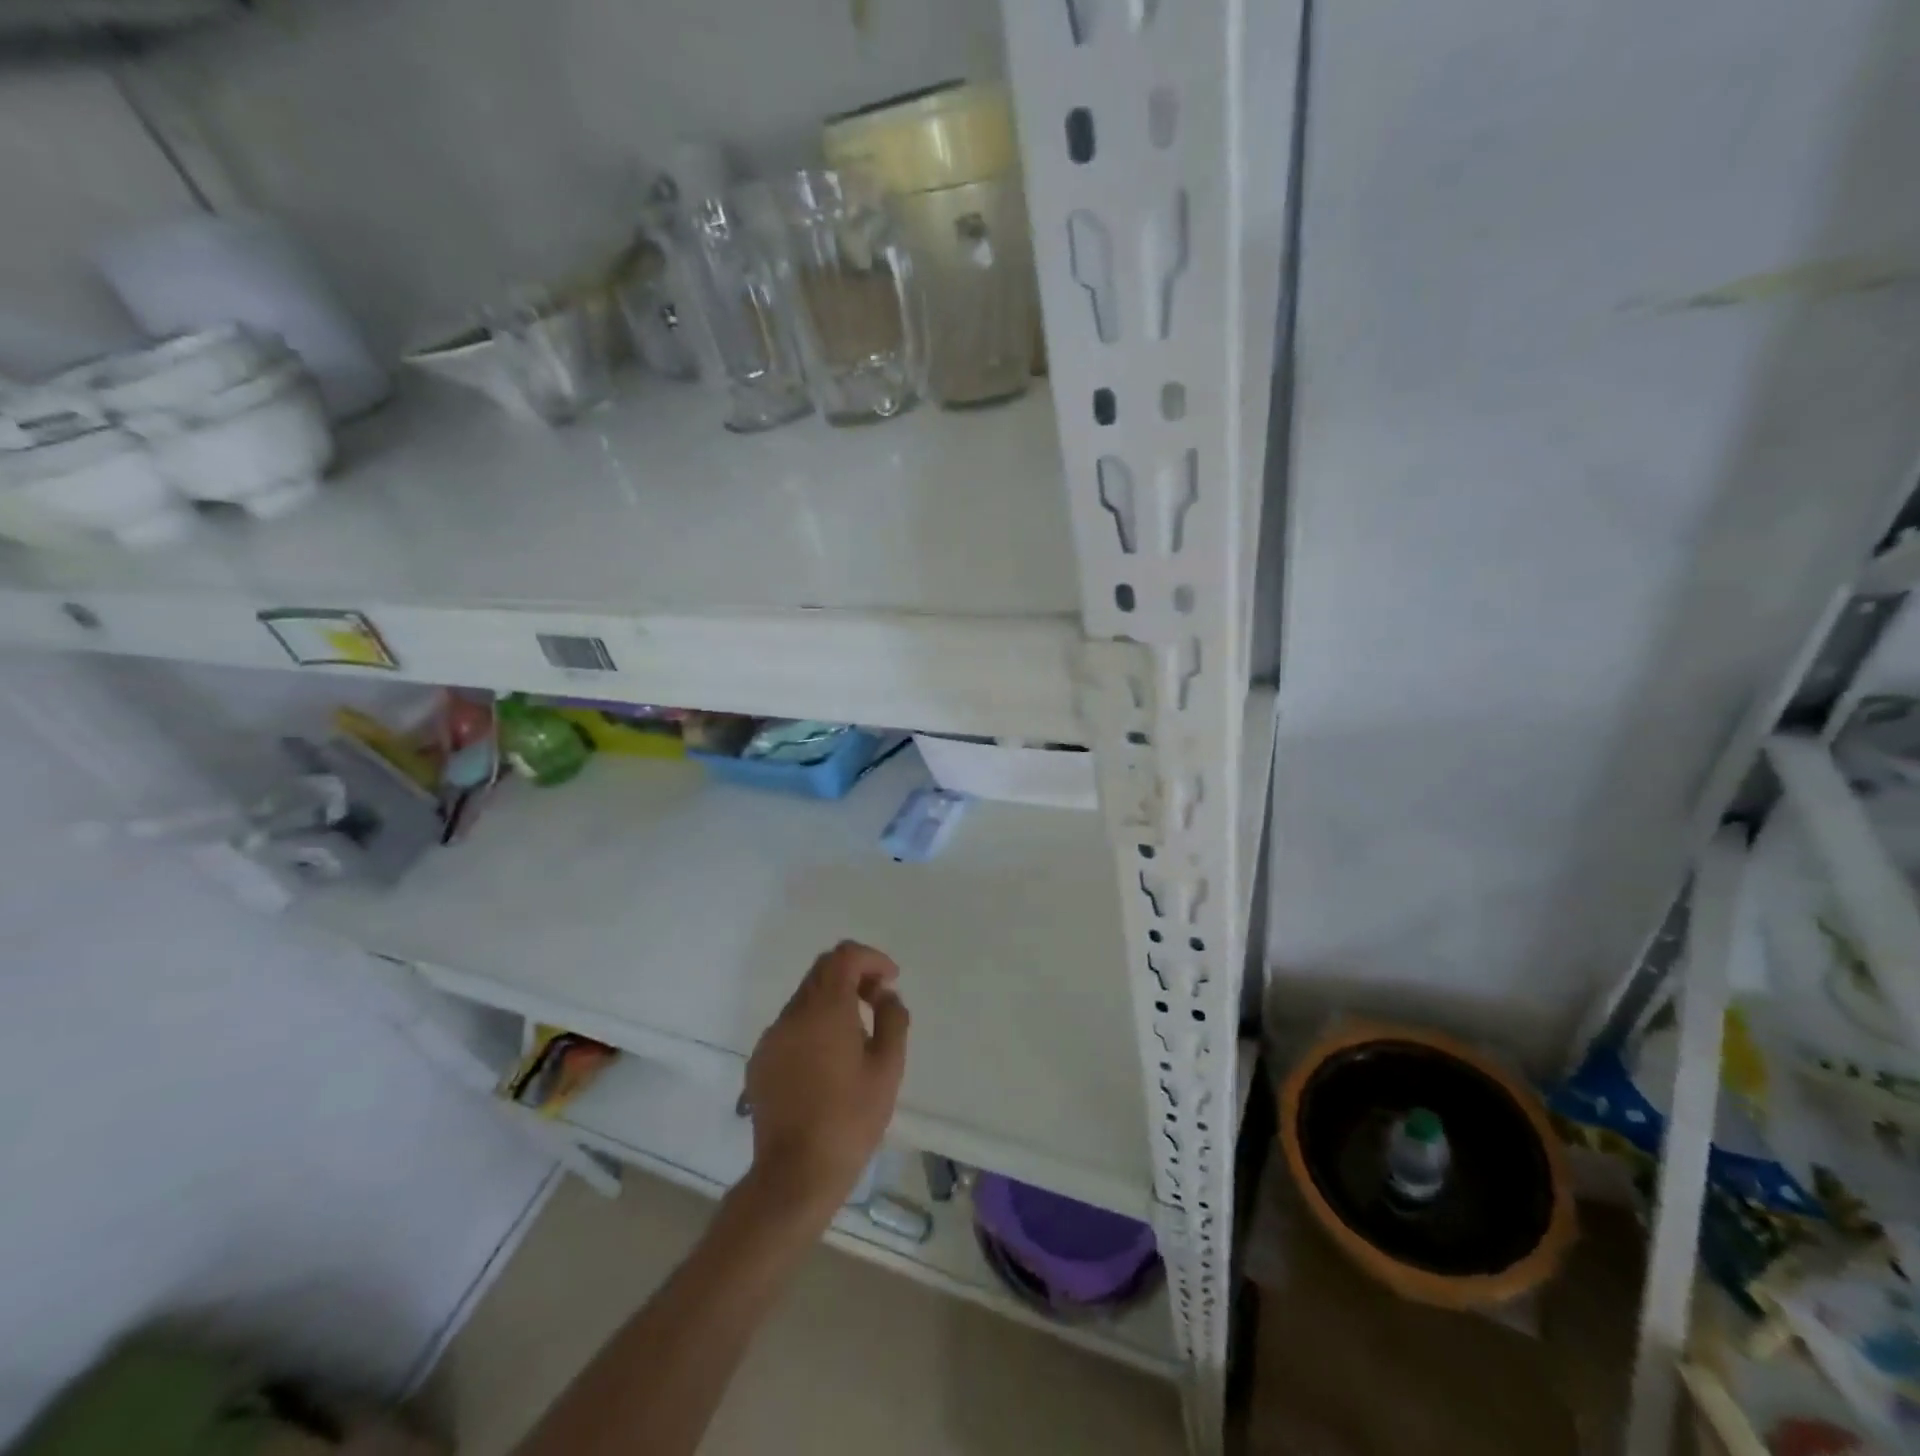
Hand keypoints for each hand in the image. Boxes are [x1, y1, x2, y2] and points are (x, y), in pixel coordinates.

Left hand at [743, 941, 908, 1216]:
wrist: (795, 1175)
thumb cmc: (850, 1119)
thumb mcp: (888, 1069)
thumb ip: (893, 1020)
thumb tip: (886, 995)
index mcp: (825, 1009)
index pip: (844, 956)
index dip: (871, 958)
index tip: (890, 981)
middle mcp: (793, 1014)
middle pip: (822, 971)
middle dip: (854, 976)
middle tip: (877, 1002)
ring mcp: (771, 1038)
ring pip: (804, 999)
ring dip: (833, 1002)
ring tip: (856, 1037)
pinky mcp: (760, 1062)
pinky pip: (790, 1027)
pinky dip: (813, 1026)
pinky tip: (827, 1062)